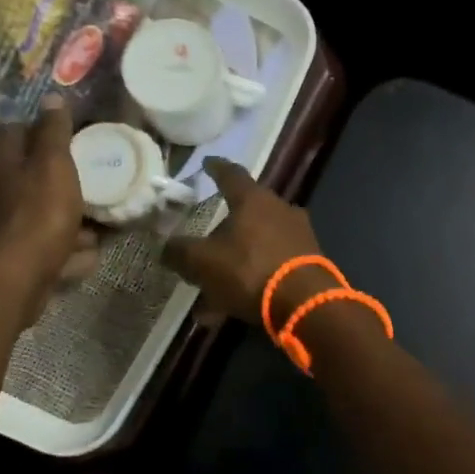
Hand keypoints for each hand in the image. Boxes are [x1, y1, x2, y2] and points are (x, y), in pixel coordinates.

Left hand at [0, 97, 96, 322]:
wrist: (14, 281)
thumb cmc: (37, 216)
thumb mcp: (54, 166)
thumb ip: (54, 132)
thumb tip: (51, 98)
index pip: (13, 131)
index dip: (41, 130)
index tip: (70, 140)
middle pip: (23, 174)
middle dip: (54, 179)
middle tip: (85, 184)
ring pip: (32, 212)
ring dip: (60, 216)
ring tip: (91, 226)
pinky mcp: (2, 257)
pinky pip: (36, 244)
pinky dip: (58, 246)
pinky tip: (80, 255)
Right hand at [162, 158, 330, 326]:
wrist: (305, 303)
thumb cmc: (249, 270)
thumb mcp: (203, 262)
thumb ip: (180, 252)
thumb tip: (166, 248)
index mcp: (254, 199)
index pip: (231, 174)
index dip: (216, 168)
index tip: (208, 163)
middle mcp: (280, 210)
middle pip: (246, 213)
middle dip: (223, 229)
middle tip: (204, 243)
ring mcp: (298, 237)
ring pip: (256, 246)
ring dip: (233, 264)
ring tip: (211, 291)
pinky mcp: (308, 264)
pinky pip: (269, 268)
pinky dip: (249, 282)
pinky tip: (228, 310)